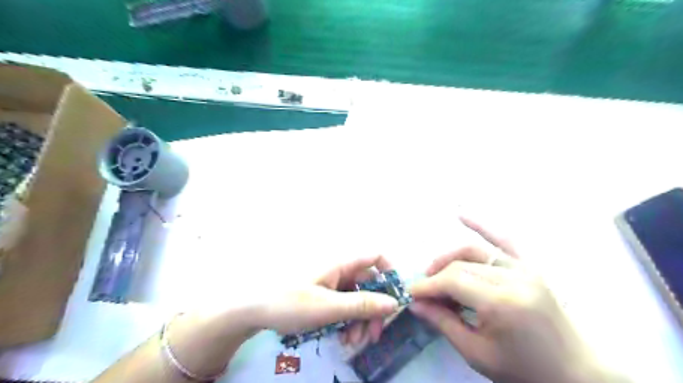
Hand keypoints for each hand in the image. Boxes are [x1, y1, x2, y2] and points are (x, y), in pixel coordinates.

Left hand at [260, 256, 400, 344]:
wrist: (252, 309)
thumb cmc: (289, 302)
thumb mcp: (328, 307)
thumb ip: (362, 305)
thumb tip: (394, 303)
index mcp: (341, 264)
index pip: (375, 257)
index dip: (390, 272)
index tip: (396, 298)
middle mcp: (339, 270)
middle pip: (368, 284)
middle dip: (374, 309)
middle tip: (372, 336)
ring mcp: (330, 283)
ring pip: (357, 298)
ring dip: (360, 319)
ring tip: (352, 341)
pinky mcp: (323, 296)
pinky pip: (343, 305)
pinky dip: (347, 320)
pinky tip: (341, 337)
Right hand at [408, 218, 610, 382]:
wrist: (574, 372)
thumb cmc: (523, 369)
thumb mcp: (477, 353)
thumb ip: (443, 322)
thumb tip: (415, 303)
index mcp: (501, 303)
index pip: (453, 281)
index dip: (428, 285)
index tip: (412, 293)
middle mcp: (513, 278)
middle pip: (461, 265)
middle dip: (436, 276)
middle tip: (424, 291)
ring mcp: (525, 268)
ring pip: (475, 251)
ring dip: (450, 257)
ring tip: (435, 270)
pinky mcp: (531, 266)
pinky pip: (504, 240)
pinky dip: (482, 226)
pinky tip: (461, 214)